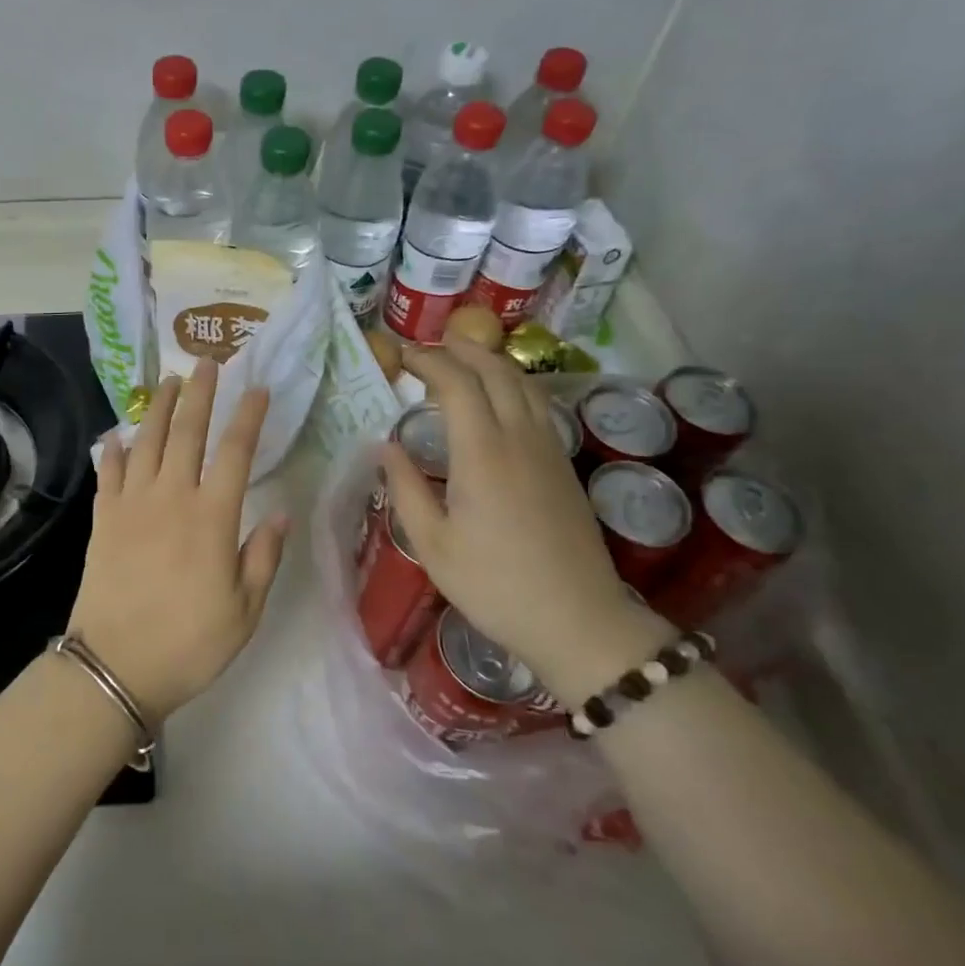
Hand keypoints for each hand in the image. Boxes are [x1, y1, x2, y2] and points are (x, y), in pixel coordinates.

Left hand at [68, 358, 288, 726]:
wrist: (116, 667)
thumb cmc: (190, 644)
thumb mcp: (244, 610)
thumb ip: (263, 557)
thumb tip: (281, 514)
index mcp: (212, 517)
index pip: (235, 452)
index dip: (247, 416)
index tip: (257, 389)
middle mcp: (171, 498)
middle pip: (186, 433)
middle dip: (199, 394)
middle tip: (206, 363)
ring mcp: (131, 505)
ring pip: (145, 442)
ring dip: (157, 408)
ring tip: (167, 382)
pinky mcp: (103, 520)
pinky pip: (109, 473)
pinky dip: (114, 449)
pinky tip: (117, 434)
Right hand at [382, 338, 668, 703]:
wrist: (578, 619)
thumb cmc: (494, 585)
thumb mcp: (432, 545)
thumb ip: (406, 489)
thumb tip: (386, 447)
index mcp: (482, 454)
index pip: (457, 383)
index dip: (428, 361)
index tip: (401, 355)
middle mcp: (519, 438)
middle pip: (495, 372)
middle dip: (460, 350)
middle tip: (428, 346)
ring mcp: (548, 448)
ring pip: (523, 384)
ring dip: (491, 361)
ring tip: (463, 356)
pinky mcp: (563, 464)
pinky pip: (537, 404)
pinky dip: (513, 384)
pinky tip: (499, 397)